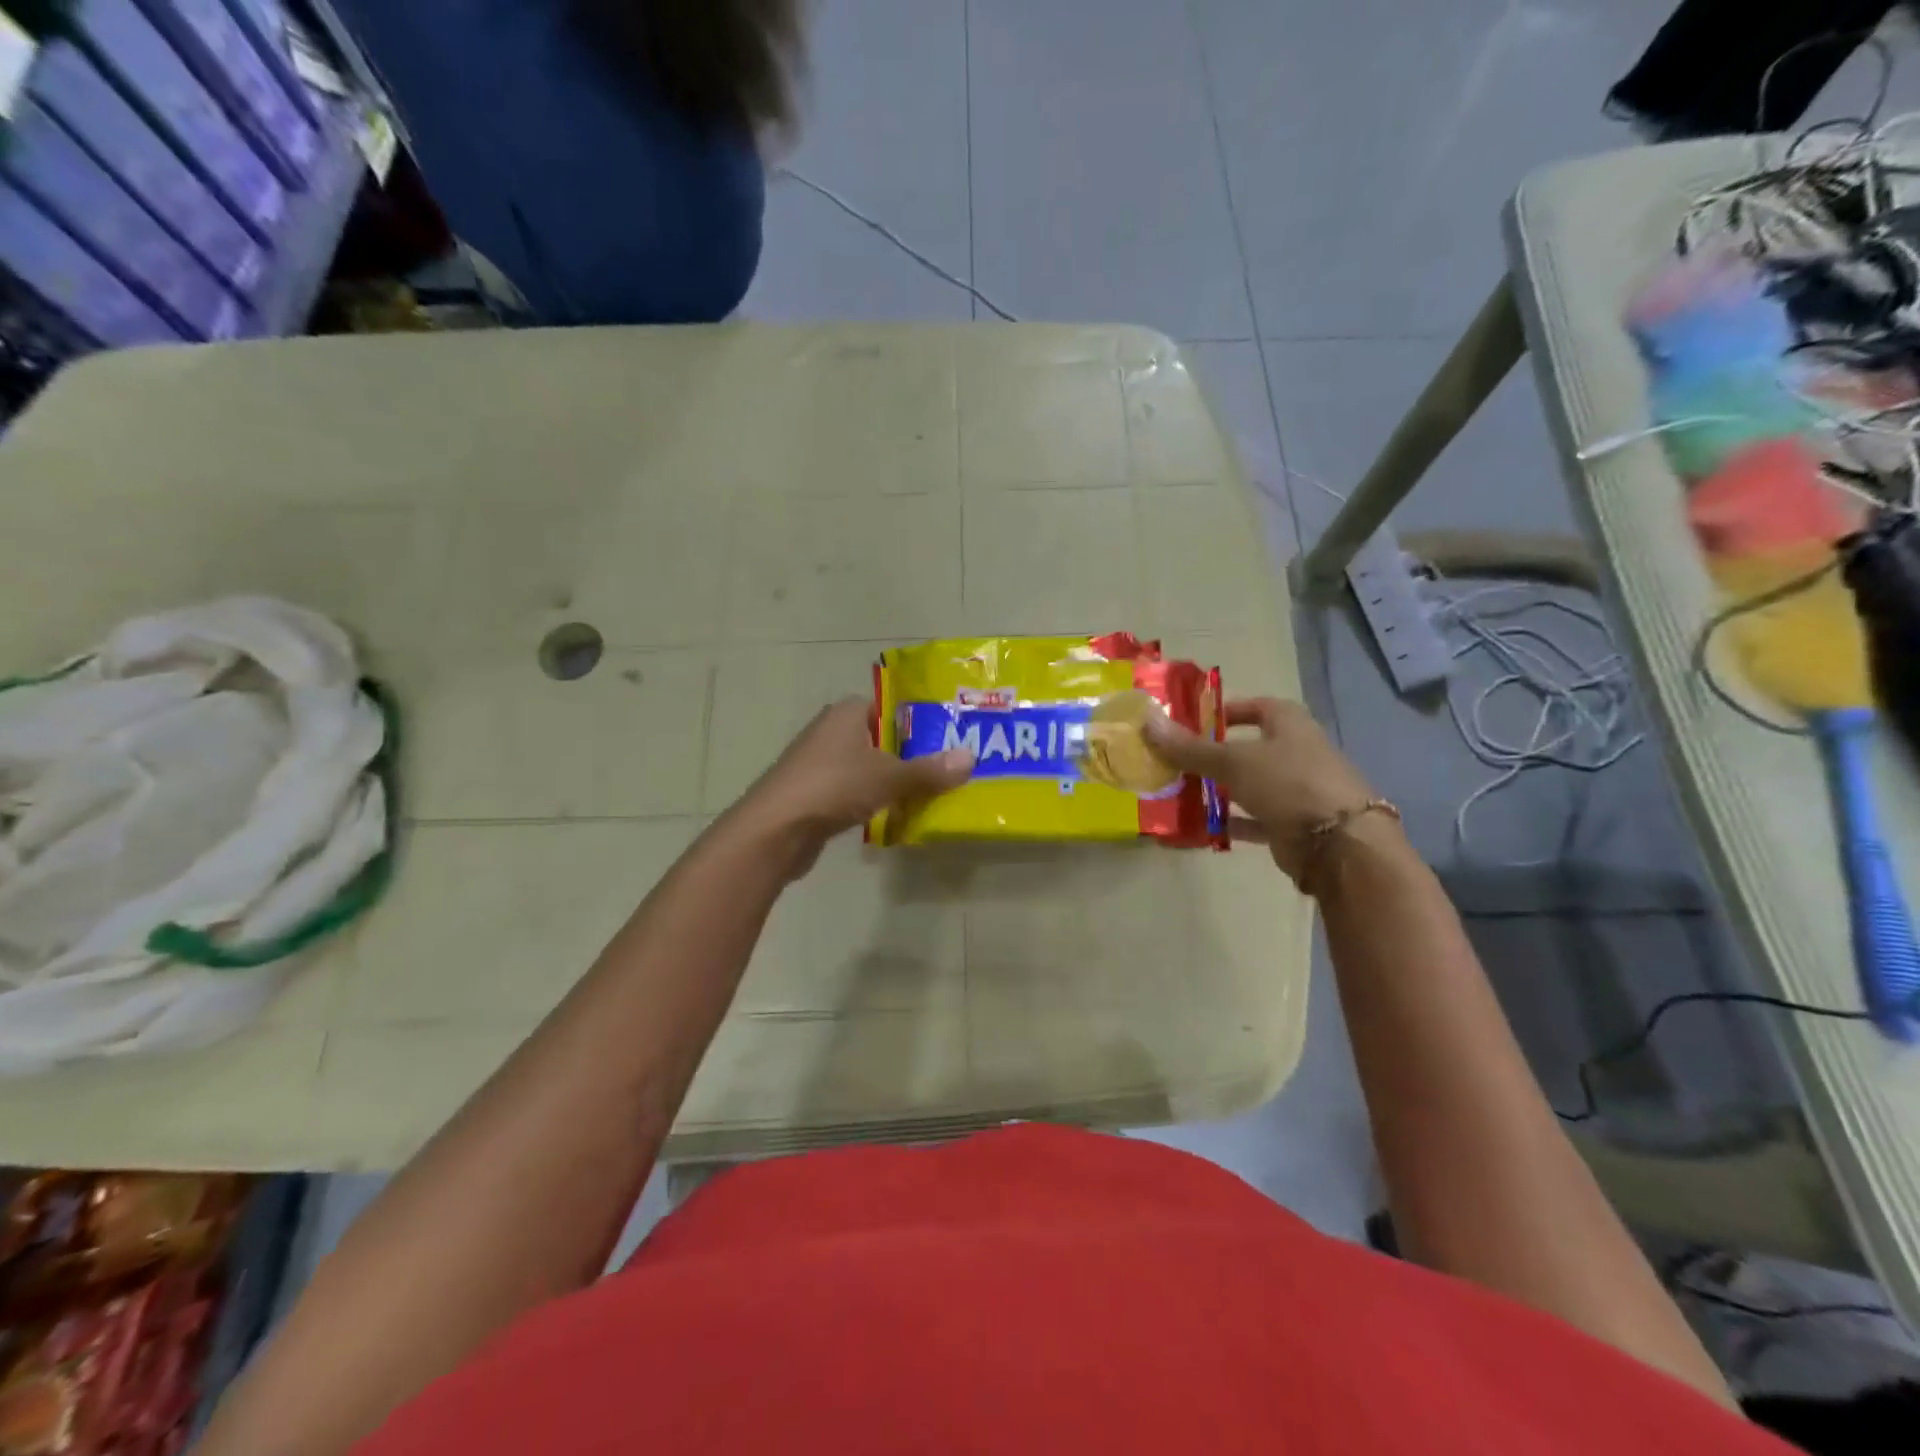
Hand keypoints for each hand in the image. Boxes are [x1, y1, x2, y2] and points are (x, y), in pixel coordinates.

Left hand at [735, 698, 973, 874]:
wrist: (775, 830)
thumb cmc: (833, 787)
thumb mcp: (889, 777)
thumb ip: (929, 770)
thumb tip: (970, 758)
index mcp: (847, 713)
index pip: (890, 706)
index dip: (919, 719)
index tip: (948, 736)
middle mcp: (831, 731)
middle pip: (881, 738)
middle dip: (911, 754)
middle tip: (948, 768)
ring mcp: (819, 764)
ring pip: (867, 767)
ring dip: (892, 781)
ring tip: (930, 793)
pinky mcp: (814, 794)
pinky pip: (854, 792)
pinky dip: (873, 801)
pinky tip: (895, 815)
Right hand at [1144, 697, 1379, 885]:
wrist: (1339, 845)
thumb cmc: (1289, 784)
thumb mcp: (1233, 761)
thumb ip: (1189, 747)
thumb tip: (1147, 720)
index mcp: (1290, 725)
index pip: (1258, 707)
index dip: (1228, 711)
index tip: (1195, 721)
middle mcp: (1296, 753)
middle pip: (1250, 748)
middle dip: (1215, 754)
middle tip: (1176, 759)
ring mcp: (1297, 791)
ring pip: (1250, 785)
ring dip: (1220, 789)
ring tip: (1179, 792)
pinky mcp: (1292, 825)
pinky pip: (1253, 819)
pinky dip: (1229, 822)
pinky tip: (1199, 826)